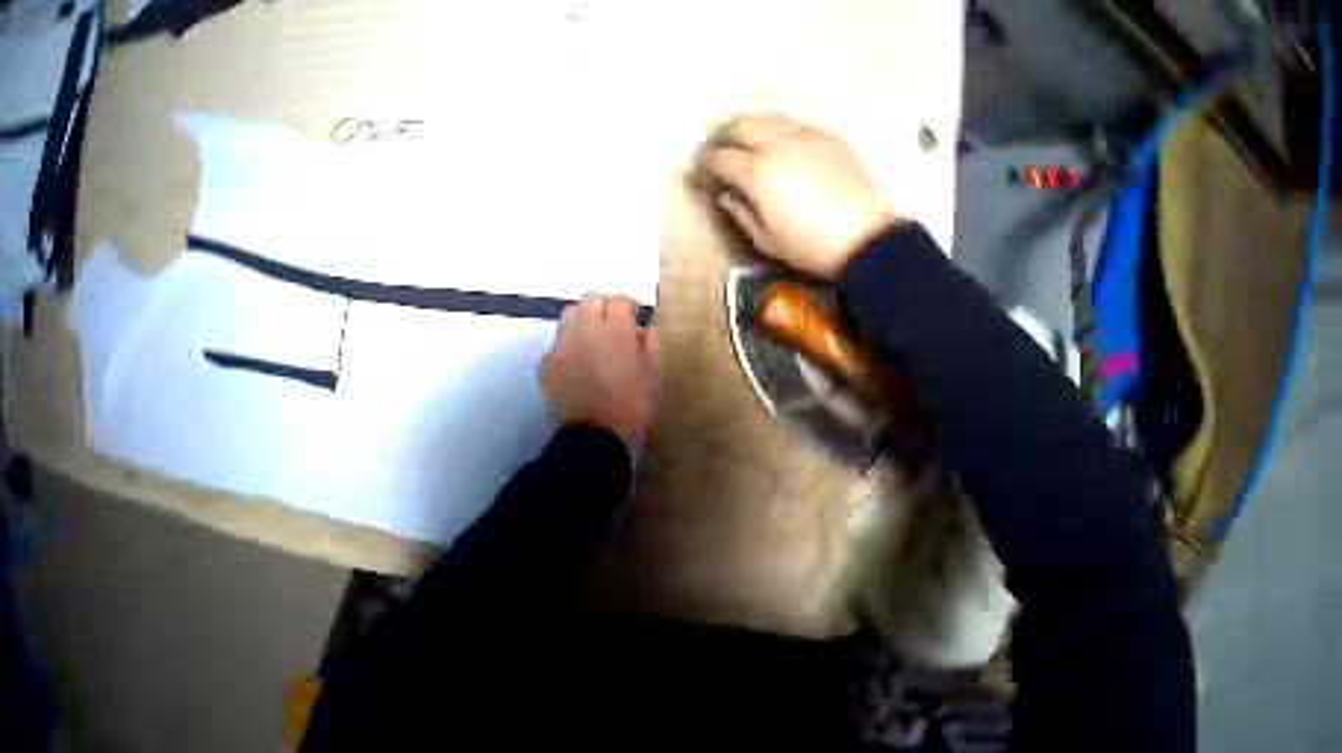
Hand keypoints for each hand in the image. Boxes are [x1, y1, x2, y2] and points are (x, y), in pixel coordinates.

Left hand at [539, 294, 655, 450]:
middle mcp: (585, 330)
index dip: (627, 310)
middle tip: (610, 331)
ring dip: (581, 324)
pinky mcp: (546, 362)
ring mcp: (562, 344)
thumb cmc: (630, 407)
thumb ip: (649, 343)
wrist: (593, 437)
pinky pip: (557, 344)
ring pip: (569, 316)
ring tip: (590, 345)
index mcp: (616, 331)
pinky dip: (566, 349)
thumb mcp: (651, 375)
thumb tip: (644, 326)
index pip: (619, 300)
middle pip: (590, 300)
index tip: (632, 324)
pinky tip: (575, 369)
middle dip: (601, 310)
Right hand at [704, 114, 899, 279]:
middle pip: (740, 126)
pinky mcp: (829, 138)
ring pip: (768, 118)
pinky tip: (786, 147)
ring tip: (751, 142)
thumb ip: (739, 212)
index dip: (707, 166)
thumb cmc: (813, 247)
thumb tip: (726, 193)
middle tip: (723, 151)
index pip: (719, 157)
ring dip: (753, 127)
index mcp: (757, 172)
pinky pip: (796, 125)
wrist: (868, 240)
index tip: (706, 174)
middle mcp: (778, 144)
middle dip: (725, 137)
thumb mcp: (767, 240)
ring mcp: (806, 136)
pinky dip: (782, 131)